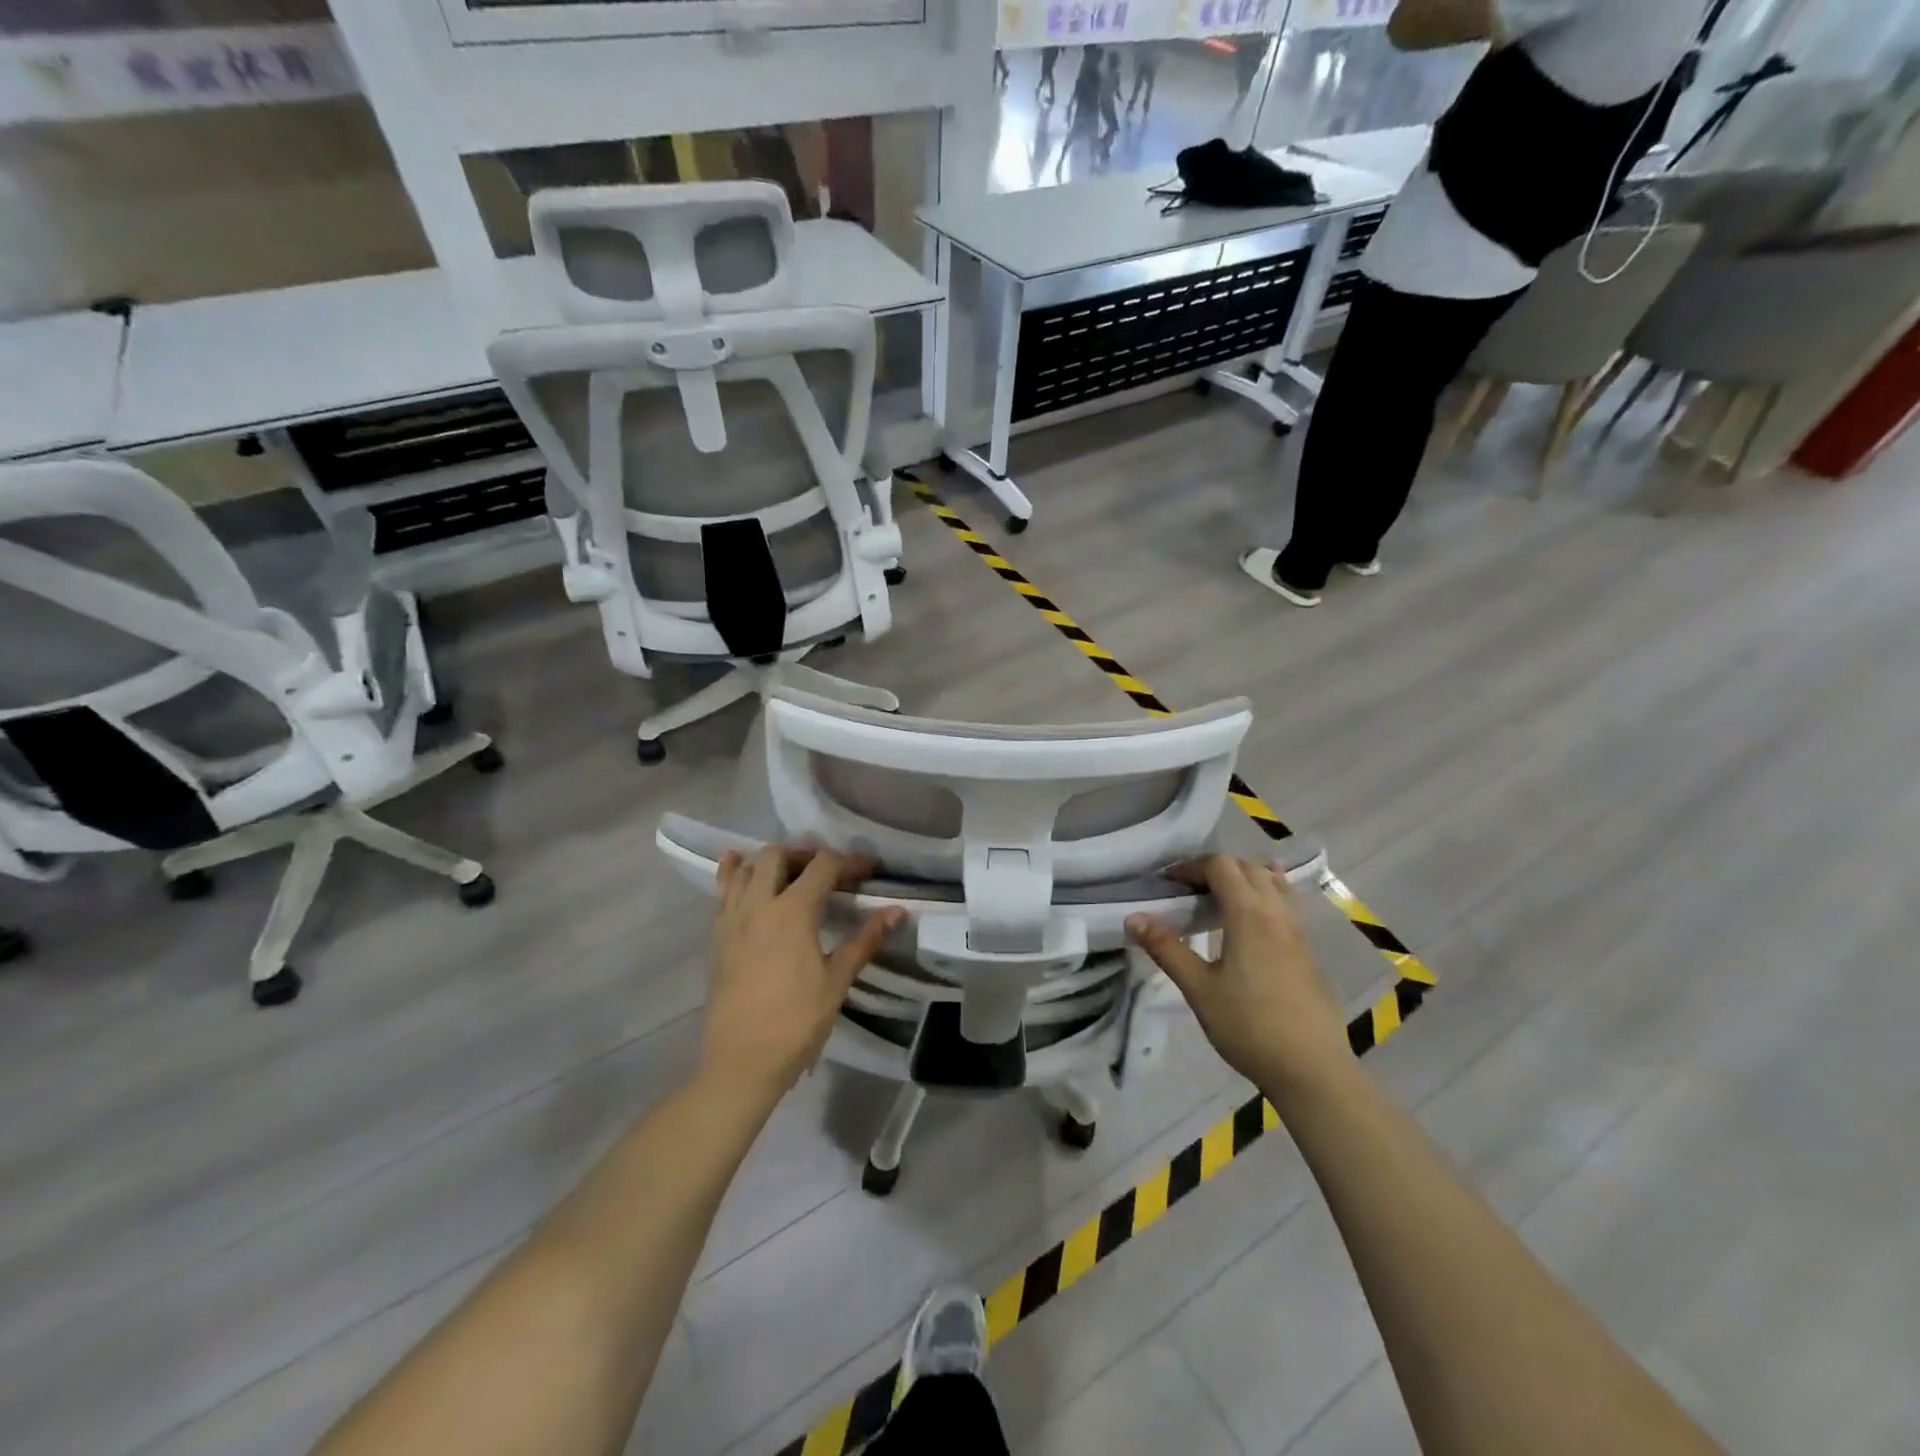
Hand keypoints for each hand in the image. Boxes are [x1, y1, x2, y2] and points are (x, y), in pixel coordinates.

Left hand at [701, 845, 902, 1103]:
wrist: (741, 1062)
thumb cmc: (796, 1023)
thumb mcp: (837, 982)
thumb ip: (864, 940)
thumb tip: (896, 912)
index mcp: (792, 912)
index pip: (823, 866)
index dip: (849, 861)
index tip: (869, 870)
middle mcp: (758, 905)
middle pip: (778, 855)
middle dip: (807, 853)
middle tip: (829, 871)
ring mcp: (732, 919)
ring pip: (745, 868)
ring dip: (770, 861)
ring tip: (791, 872)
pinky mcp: (718, 937)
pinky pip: (723, 893)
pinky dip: (734, 874)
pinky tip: (740, 870)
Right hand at [1126, 855, 1349, 1093]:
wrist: (1312, 1070)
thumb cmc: (1249, 1027)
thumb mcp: (1199, 989)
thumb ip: (1167, 949)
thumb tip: (1134, 917)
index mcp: (1249, 915)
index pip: (1221, 866)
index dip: (1191, 866)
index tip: (1168, 884)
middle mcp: (1277, 913)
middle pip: (1248, 867)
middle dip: (1216, 869)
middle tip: (1189, 890)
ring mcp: (1298, 932)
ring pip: (1273, 883)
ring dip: (1244, 879)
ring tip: (1221, 896)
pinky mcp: (1308, 952)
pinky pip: (1286, 905)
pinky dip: (1265, 896)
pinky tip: (1254, 919)